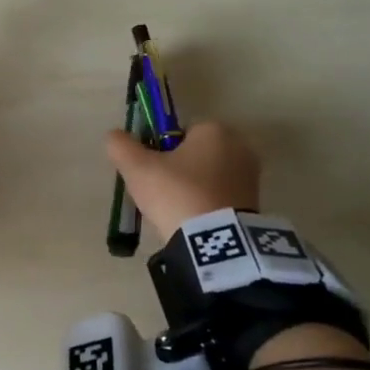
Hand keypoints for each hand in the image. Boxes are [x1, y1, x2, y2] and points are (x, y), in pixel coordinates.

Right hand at [105, 120, 261, 240]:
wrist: (214, 240)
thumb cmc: (175, 193)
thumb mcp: (137, 169)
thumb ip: (121, 146)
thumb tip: (114, 136)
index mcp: (214, 129)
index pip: (180, 132)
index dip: (160, 151)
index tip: (150, 173)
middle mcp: (239, 146)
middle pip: (197, 153)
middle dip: (179, 169)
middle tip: (159, 194)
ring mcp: (251, 176)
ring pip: (209, 176)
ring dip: (193, 189)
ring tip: (175, 212)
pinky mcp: (256, 203)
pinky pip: (222, 196)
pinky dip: (207, 205)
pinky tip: (193, 222)